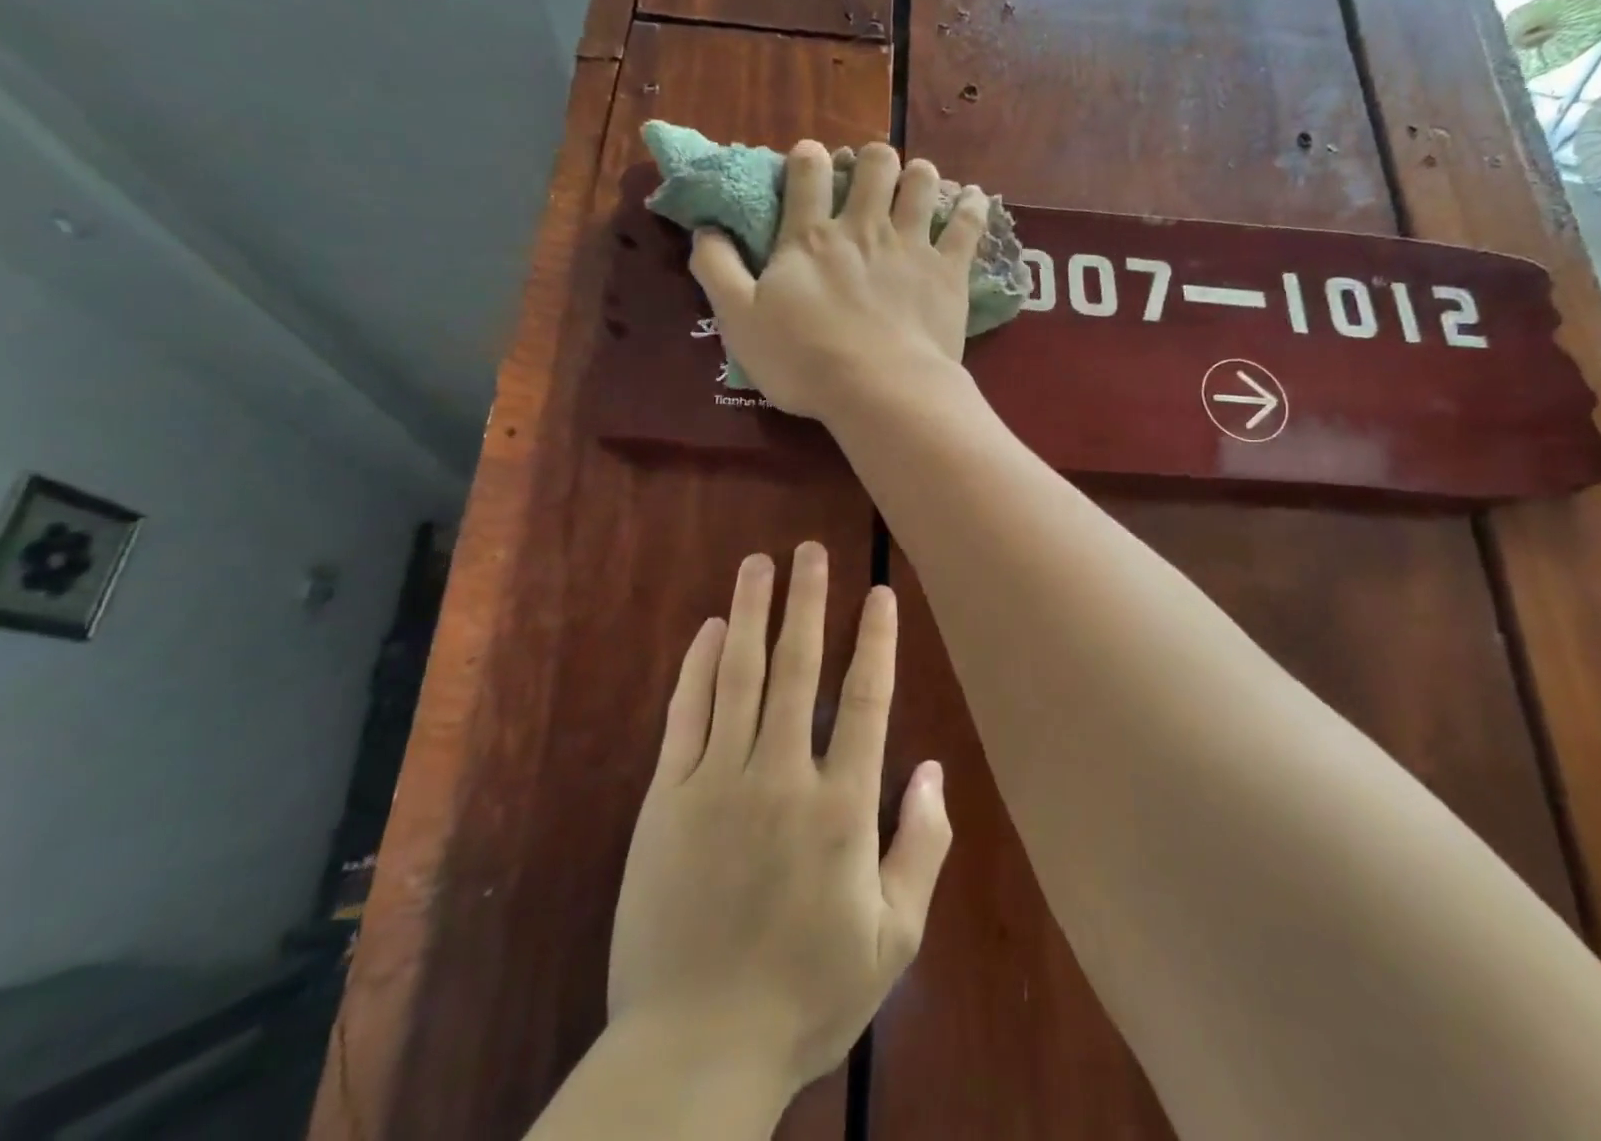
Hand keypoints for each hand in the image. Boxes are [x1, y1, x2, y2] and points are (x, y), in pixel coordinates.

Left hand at [606, 542, 952, 1099]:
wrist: (693, 1050)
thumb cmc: (805, 995)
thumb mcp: (893, 939)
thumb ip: (921, 847)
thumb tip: (934, 769)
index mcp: (841, 809)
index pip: (865, 700)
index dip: (874, 641)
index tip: (877, 593)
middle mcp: (781, 777)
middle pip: (797, 669)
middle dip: (807, 602)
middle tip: (809, 550)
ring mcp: (718, 782)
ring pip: (739, 676)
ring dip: (751, 613)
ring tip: (758, 564)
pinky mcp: (667, 798)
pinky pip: (686, 715)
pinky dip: (698, 666)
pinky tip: (708, 629)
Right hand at [689, 141, 990, 421]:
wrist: (879, 390)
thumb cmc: (804, 360)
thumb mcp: (739, 320)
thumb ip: (717, 269)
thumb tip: (705, 229)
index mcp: (810, 237)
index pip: (808, 172)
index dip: (807, 157)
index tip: (809, 160)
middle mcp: (863, 228)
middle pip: (874, 165)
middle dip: (872, 159)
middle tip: (872, 175)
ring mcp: (910, 245)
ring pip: (922, 183)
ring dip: (919, 175)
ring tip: (917, 183)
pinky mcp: (948, 270)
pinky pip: (967, 225)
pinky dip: (973, 207)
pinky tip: (975, 198)